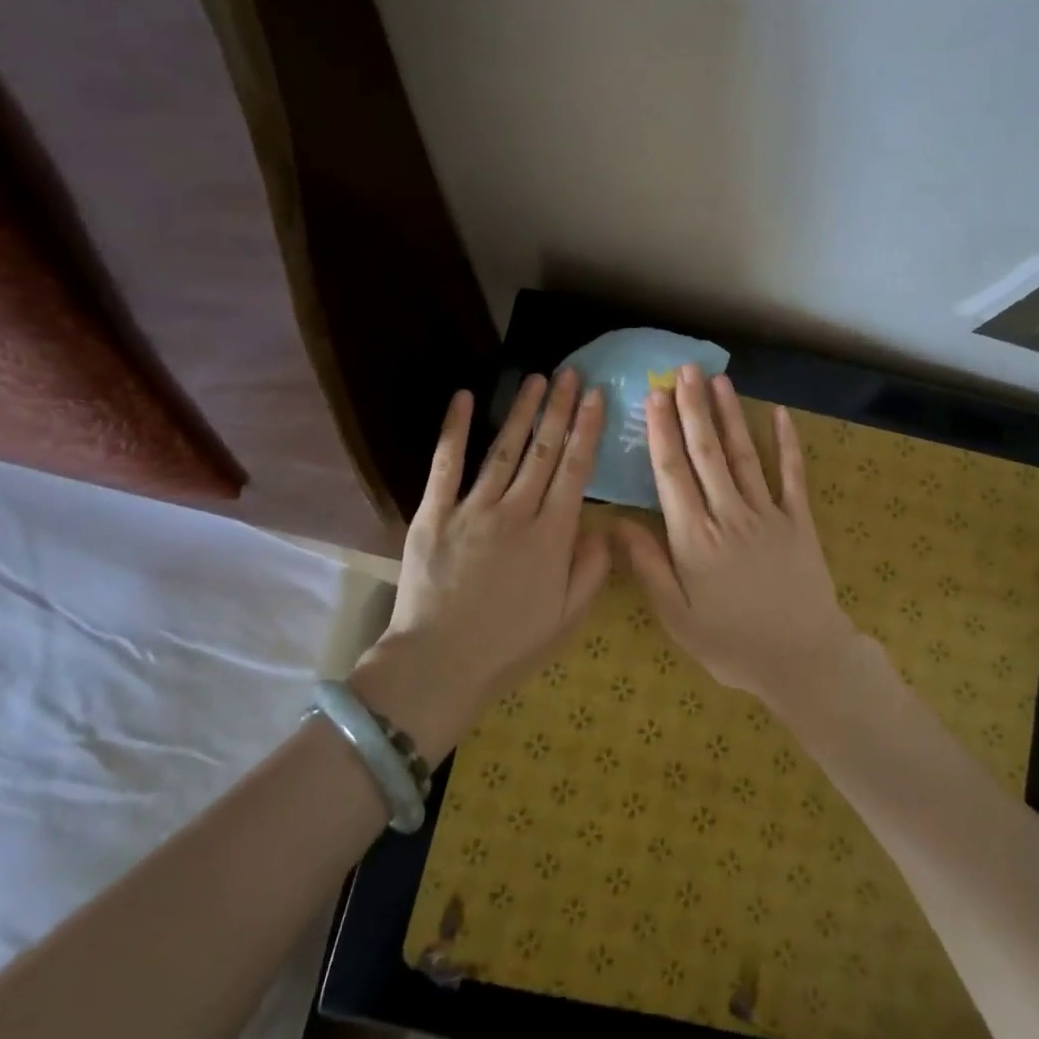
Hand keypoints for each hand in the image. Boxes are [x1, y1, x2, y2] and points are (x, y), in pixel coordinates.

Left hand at [376, 370, 611, 696]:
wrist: (439, 664)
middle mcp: (515, 512)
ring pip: (503, 449)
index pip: (575, 471)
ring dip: (521, 411)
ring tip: (535, 379)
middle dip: (559, 409)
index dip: (587, 430)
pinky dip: (454, 429)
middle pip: (543, 451)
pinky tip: (464, 398)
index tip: (596, 397)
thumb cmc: (509, 646)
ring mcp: (472, 509)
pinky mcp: (434, 514)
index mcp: (551, 536)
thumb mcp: (568, 618)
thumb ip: (592, 570)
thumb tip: (605, 527)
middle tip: (570, 374)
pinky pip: (446, 464)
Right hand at [616, 363, 862, 707]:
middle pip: (706, 453)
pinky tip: (781, 413)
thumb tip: (616, 522)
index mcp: (695, 538)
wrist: (803, 658)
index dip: (662, 432)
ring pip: (744, 455)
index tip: (654, 396)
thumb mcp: (678, 617)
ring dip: (730, 415)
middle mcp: (729, 515)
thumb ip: (648, 567)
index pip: (672, 474)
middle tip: (683, 370)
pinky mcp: (799, 520)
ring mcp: (768, 514)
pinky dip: (788, 443)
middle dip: (693, 408)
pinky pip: (792, 475)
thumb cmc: (732, 644)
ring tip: (717, 380)